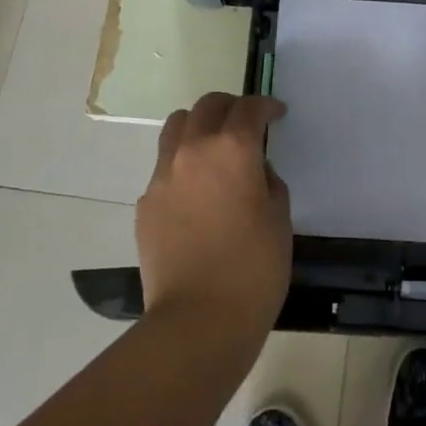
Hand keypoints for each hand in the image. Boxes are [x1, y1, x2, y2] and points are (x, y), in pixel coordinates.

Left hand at [137, 93, 291, 344]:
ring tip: (213, 148)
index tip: (277, 114)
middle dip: (230, 107)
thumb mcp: (279, 218)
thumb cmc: (253, 268)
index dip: (266, 106)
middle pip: (208, 106)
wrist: (197, 320)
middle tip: (246, 124)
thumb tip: (255, 171)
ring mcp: (163, 175)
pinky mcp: (146, 202)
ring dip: (199, 126)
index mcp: (233, 148)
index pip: (249, 108)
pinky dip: (182, 164)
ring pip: (177, 126)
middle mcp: (194, 150)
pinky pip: (164, 166)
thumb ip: (268, 181)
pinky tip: (196, 193)